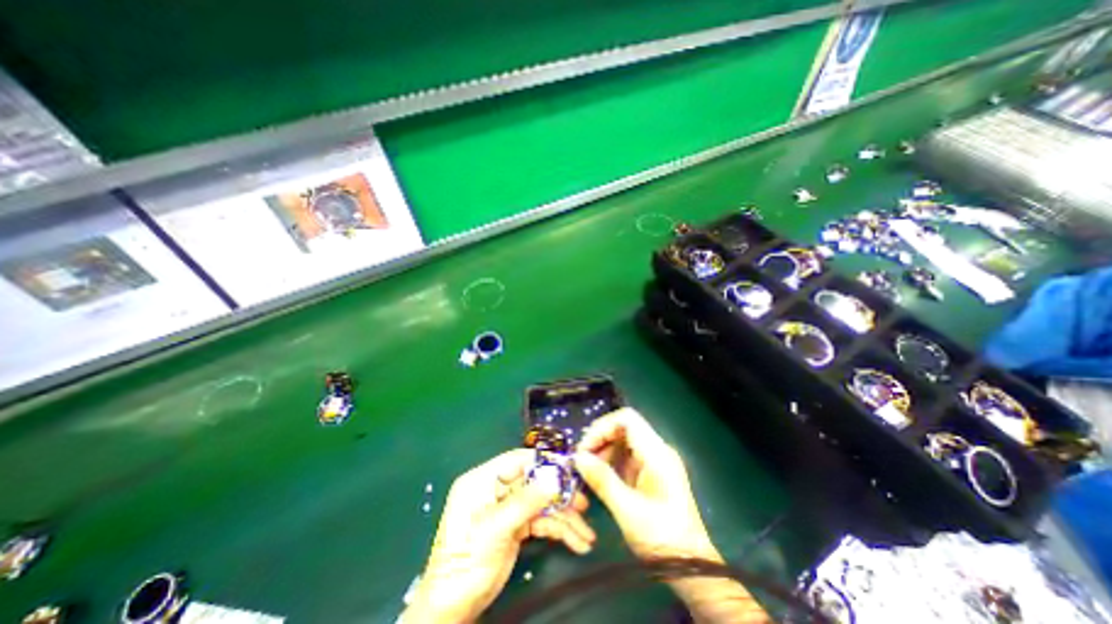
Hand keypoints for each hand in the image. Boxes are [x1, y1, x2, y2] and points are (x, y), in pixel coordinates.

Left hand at [402, 452, 594, 621]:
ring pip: (541, 503)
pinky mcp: (516, 526)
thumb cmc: (466, 562)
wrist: (453, 609)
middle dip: (559, 494)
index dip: (542, 461)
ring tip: (586, 533)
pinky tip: (577, 541)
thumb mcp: (494, 529)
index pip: (516, 461)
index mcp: (482, 480)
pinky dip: (559, 530)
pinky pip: (541, 520)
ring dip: (564, 517)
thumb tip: (553, 479)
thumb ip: (524, 502)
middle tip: (583, 503)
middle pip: (534, 482)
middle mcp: (496, 490)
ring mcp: (508, 508)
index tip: (567, 467)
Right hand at [572, 411, 775, 623]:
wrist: (691, 567)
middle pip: (624, 427)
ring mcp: (655, 460)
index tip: (585, 447)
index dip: (603, 426)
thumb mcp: (627, 510)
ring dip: (604, 449)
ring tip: (588, 469)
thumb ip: (602, 480)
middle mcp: (658, 450)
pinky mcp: (651, 472)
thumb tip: (578, 458)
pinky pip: (627, 455)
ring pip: (624, 440)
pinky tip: (600, 475)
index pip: (627, 419)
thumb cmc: (662, 538)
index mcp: (657, 453)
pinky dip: (611, 460)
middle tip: (582, 459)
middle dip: (600, 438)